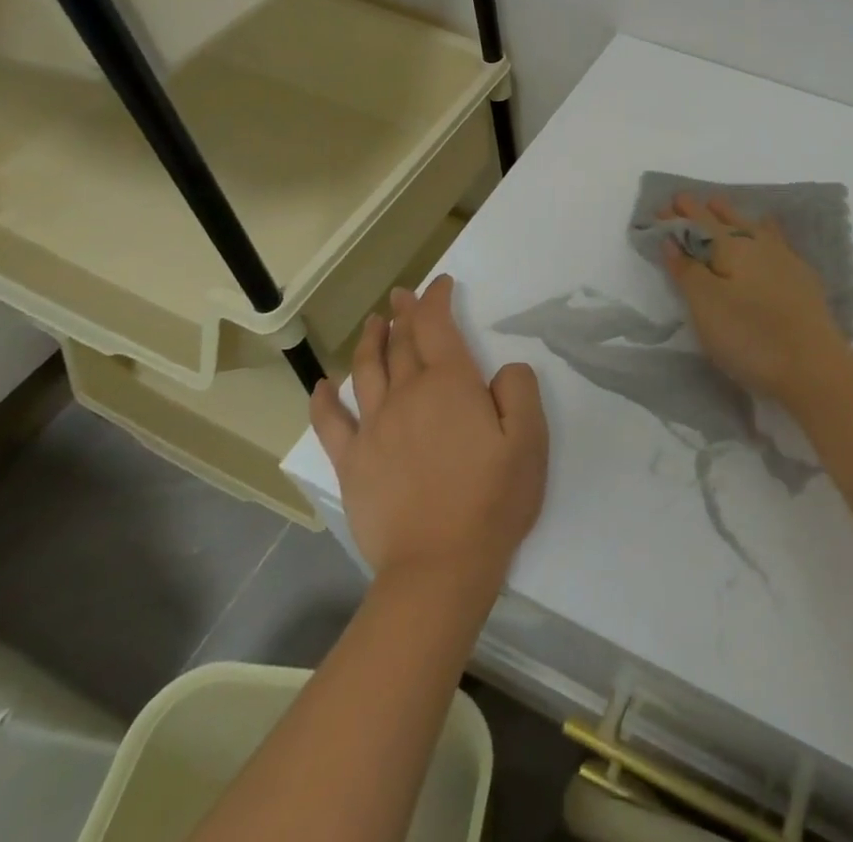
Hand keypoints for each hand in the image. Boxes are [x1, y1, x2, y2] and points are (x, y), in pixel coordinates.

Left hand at [309, 275, 547, 601]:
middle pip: (402, 343)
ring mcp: (374, 429)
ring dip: (370, 341)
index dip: (437, 299)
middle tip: (402, 295)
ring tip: (373, 323)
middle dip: (405, 314)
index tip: (441, 284)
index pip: (437, 326)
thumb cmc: (492, 499)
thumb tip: (502, 370)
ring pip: (366, 371)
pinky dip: (323, 400)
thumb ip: (519, 390)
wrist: (439, 567)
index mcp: (449, 384)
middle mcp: (406, 395)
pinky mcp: (353, 463)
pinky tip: (322, 385)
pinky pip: (331, 423)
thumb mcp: (530, 439)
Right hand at [659, 193, 850, 407]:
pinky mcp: (802, 280)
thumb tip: (671, 239)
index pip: (700, 223)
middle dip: (704, 210)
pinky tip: (768, 230)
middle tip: (687, 200)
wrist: (814, 366)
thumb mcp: (706, 306)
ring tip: (721, 205)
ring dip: (733, 215)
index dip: (680, 215)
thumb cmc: (750, 336)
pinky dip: (764, 229)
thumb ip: (687, 270)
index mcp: (733, 247)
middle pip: (727, 220)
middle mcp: (760, 245)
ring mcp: (785, 260)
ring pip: (753, 227)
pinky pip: (776, 240)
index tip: (663, 205)